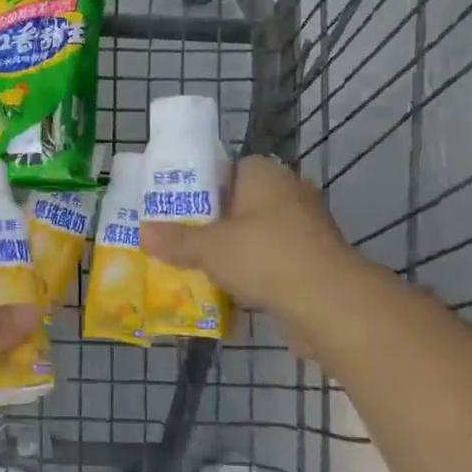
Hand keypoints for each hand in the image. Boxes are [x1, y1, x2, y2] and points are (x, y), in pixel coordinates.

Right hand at [142, 155, 352, 320]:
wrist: (329, 303)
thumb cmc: (265, 256)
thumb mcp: (209, 248)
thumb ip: (176, 239)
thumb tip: (142, 231)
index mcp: (265, 174)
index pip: (230, 169)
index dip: (205, 187)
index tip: (182, 210)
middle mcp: (289, 192)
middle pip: (244, 204)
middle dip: (218, 224)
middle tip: (186, 241)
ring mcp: (308, 227)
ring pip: (260, 235)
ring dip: (238, 252)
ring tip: (203, 269)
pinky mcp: (317, 260)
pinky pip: (277, 261)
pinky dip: (259, 275)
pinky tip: (234, 293)